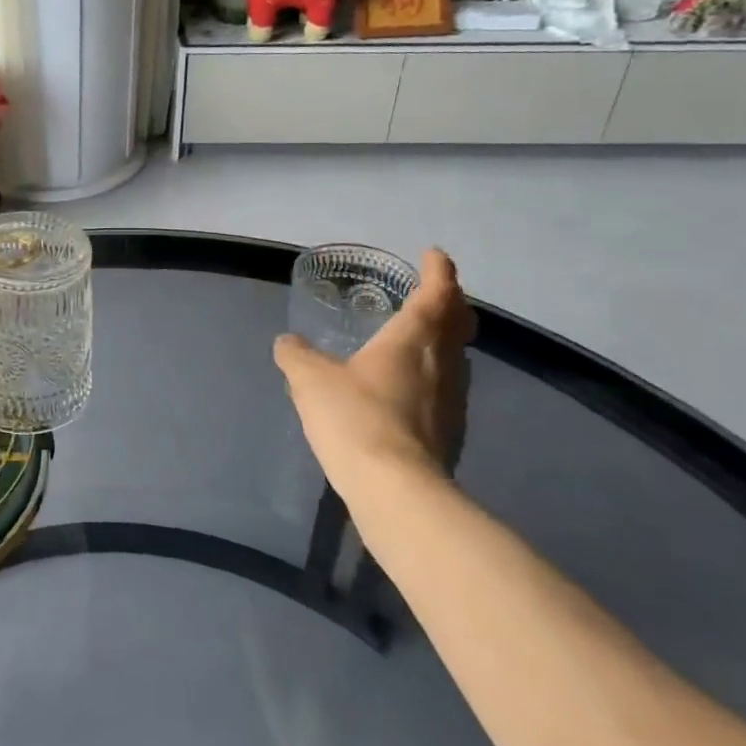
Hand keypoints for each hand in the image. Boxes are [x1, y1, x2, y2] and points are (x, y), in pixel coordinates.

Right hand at [274, 249, 474, 495]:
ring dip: (442, 340)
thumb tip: (288, 342)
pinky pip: (445, 389)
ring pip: (455, 358)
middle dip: (449, 303)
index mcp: (413, 339)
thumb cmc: (355, 418)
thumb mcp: (310, 379)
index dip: (438, 271)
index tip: (434, 255)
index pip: (436, 294)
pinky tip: (406, 389)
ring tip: (417, 339)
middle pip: (457, 323)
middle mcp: (442, 364)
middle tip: (433, 293)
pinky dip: (432, 376)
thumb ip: (296, 355)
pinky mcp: (450, 433)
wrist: (396, 490)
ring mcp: (452, 401)